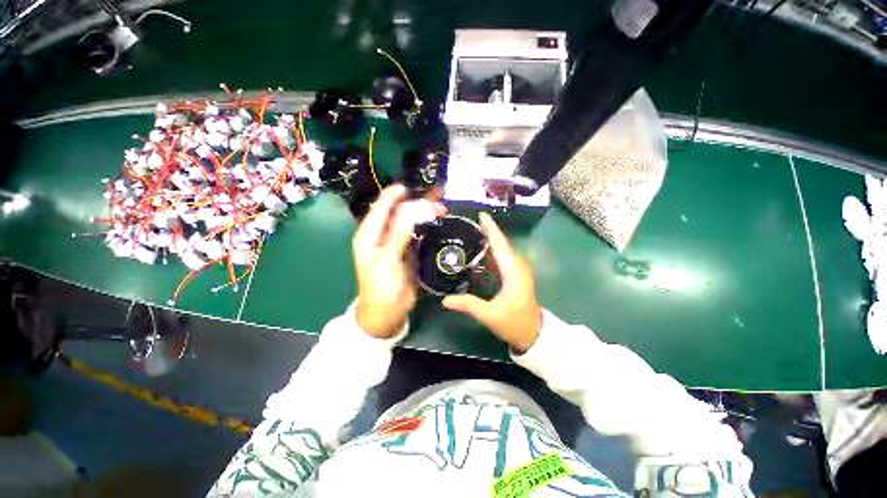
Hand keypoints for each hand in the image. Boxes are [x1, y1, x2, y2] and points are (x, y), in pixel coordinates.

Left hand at [354, 185, 442, 337]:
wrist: (387, 313)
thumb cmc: (382, 287)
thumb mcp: (387, 259)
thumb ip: (398, 233)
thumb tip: (411, 208)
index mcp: (369, 236)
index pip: (380, 209)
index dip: (392, 196)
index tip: (408, 187)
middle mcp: (380, 237)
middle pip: (396, 214)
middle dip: (414, 205)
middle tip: (435, 199)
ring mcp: (394, 245)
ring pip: (408, 224)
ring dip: (422, 216)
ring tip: (440, 209)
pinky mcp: (405, 253)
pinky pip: (415, 236)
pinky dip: (425, 229)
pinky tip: (436, 224)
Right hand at [442, 212, 542, 353]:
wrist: (534, 334)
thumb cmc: (514, 323)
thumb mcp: (489, 315)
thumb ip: (468, 305)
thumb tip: (444, 300)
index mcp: (514, 273)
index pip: (501, 245)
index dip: (491, 229)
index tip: (481, 215)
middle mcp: (519, 266)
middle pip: (503, 243)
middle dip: (489, 230)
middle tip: (469, 222)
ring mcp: (520, 269)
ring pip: (505, 248)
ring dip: (492, 238)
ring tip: (474, 230)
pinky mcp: (518, 273)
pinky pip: (505, 256)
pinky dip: (495, 248)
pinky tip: (483, 249)